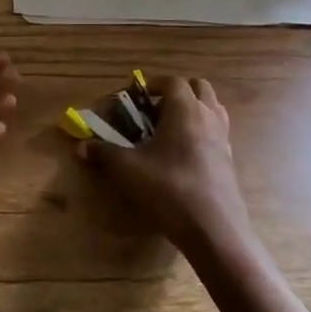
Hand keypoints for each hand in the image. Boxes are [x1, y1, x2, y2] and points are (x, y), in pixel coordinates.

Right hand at [78, 76, 249, 253]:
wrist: (214, 229)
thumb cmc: (169, 188)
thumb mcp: (128, 170)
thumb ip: (104, 153)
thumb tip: (81, 147)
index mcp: (185, 109)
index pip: (171, 82)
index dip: (152, 84)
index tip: (134, 98)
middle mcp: (208, 116)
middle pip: (198, 88)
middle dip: (176, 92)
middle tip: (154, 110)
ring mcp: (223, 139)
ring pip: (212, 109)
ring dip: (192, 110)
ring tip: (169, 130)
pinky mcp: (229, 161)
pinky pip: (217, 132)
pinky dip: (202, 132)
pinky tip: (183, 155)